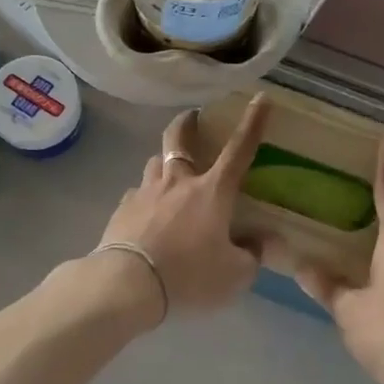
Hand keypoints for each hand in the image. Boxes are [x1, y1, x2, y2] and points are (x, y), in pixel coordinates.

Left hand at [95, 98, 269, 314]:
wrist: (127, 284)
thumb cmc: (189, 275)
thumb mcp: (234, 274)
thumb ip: (251, 255)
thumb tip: (260, 242)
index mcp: (212, 191)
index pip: (239, 149)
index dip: (253, 123)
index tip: (260, 98)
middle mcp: (178, 181)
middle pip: (179, 138)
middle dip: (188, 122)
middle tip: (193, 118)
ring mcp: (146, 191)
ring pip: (155, 162)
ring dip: (165, 162)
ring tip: (170, 175)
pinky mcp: (123, 208)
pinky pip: (137, 193)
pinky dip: (146, 197)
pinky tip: (147, 213)